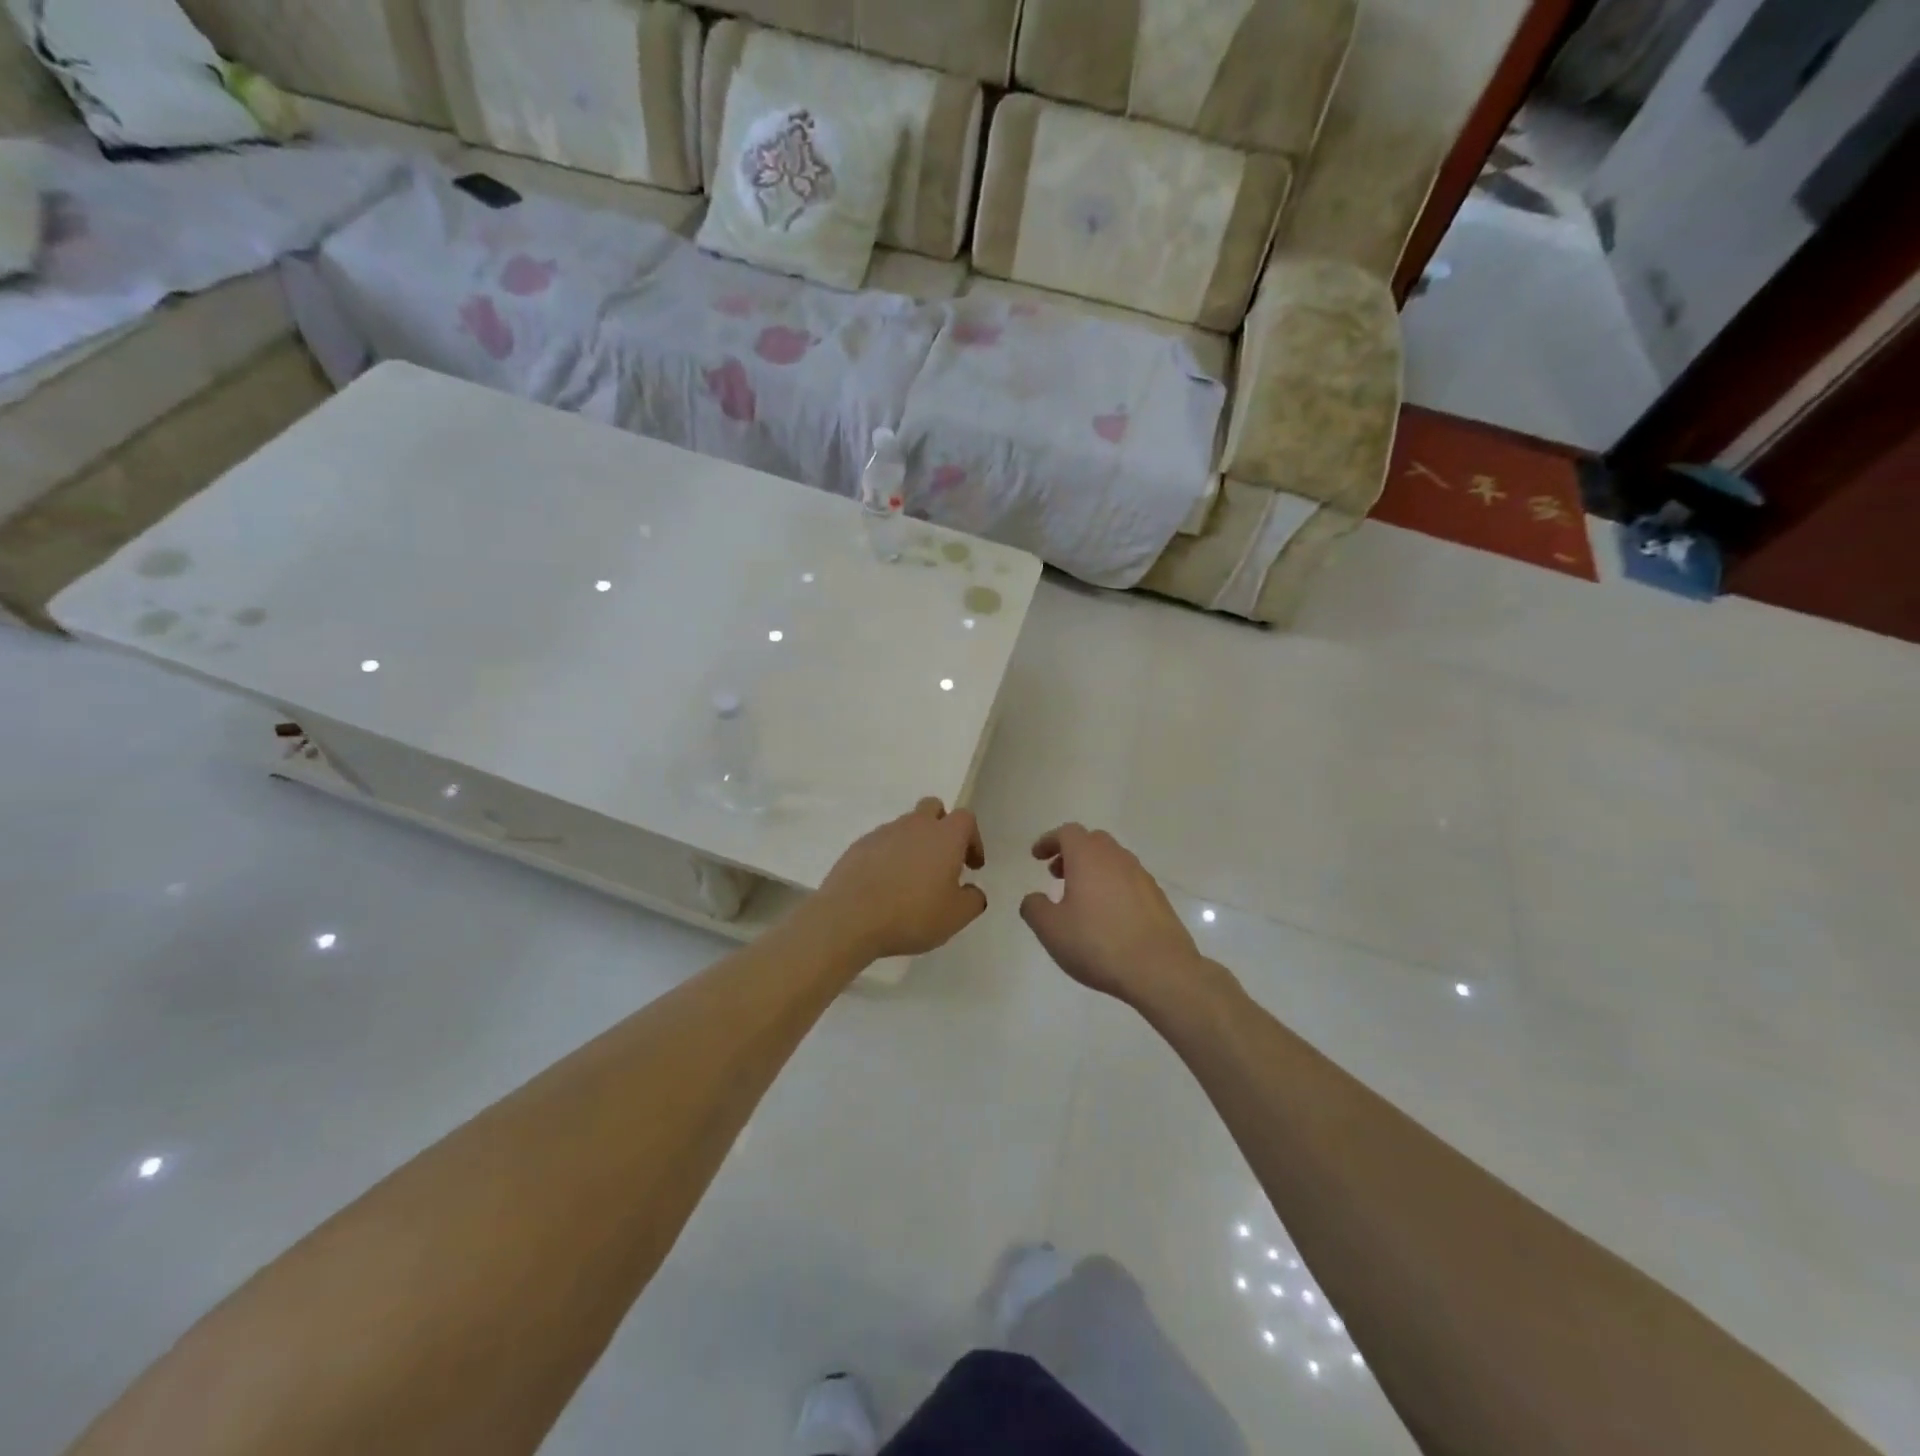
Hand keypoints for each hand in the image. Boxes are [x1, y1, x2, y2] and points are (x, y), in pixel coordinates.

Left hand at [812, 798, 987, 960]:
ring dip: (914, 844)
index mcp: (944, 836)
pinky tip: (885, 885)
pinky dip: (888, 857)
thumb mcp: (955, 917)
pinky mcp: (858, 846)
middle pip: (932, 808)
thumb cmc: (912, 914)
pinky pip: (881, 843)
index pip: (966, 818)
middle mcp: (914, 826)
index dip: (973, 839)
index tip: (971, 866)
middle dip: (941, 827)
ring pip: (905, 826)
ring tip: (911, 878)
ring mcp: (883, 833)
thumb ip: (973, 900)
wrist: (850, 918)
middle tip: (943, 859)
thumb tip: (973, 891)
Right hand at [1020, 824, 1205, 1009]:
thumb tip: (1034, 898)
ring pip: (1113, 860)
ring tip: (1080, 898)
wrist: (1160, 969)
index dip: (1049, 841)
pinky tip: (1108, 916)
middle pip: (1092, 841)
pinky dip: (1112, 886)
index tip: (1037, 857)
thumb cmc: (1098, 943)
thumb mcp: (1051, 930)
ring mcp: (1141, 876)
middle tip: (1057, 875)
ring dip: (1093, 870)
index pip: (1067, 833)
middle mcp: (1117, 858)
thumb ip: (1034, 908)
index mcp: (1088, 857)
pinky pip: (1129, 880)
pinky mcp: (1158, 897)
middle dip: (1071, 853)